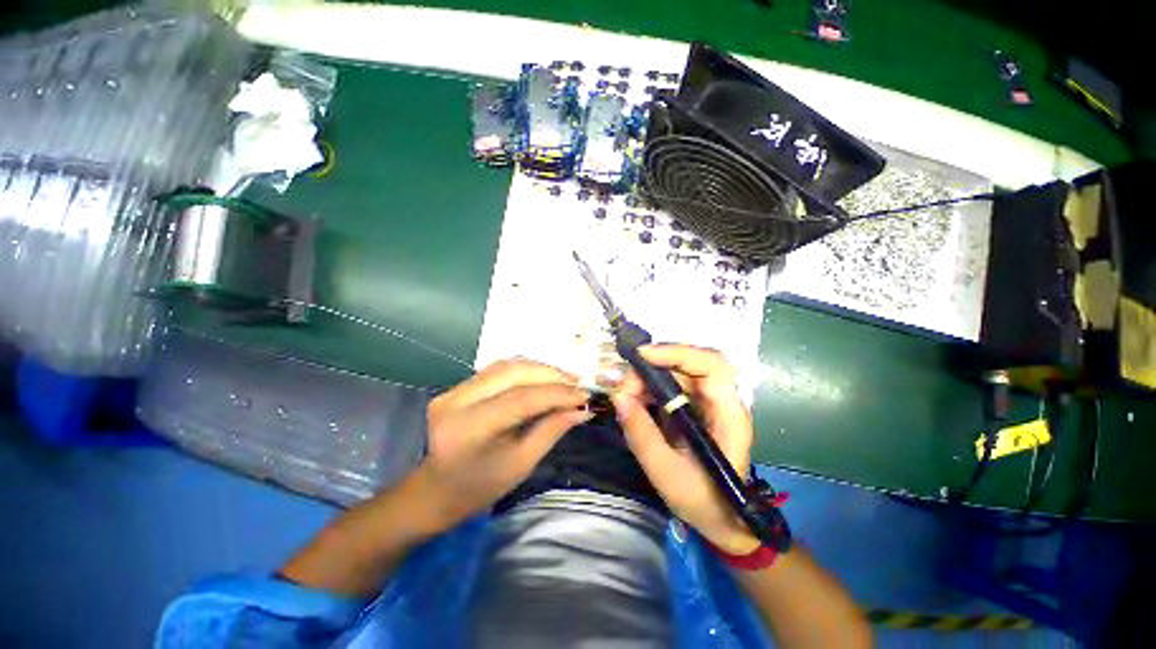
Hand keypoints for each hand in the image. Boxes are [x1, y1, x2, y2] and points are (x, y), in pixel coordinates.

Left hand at [417, 358, 591, 529]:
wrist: (436, 490)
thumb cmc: (480, 487)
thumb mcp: (521, 464)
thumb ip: (552, 430)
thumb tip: (582, 409)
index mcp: (470, 428)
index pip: (522, 399)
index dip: (557, 394)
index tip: (584, 395)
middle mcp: (457, 401)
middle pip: (513, 373)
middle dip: (550, 374)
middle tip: (577, 383)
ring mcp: (453, 390)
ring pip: (506, 366)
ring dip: (539, 369)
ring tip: (565, 378)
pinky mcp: (457, 386)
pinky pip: (498, 369)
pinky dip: (525, 370)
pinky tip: (543, 377)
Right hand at [612, 345, 760, 554]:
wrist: (722, 521)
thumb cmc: (704, 502)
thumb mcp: (667, 474)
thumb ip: (642, 436)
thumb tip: (618, 398)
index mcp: (728, 414)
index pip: (711, 365)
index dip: (677, 353)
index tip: (642, 357)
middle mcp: (720, 401)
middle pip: (688, 365)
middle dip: (652, 368)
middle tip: (624, 388)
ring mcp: (706, 403)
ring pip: (675, 373)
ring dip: (646, 379)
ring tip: (625, 398)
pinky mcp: (692, 409)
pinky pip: (668, 388)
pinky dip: (647, 390)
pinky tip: (633, 404)